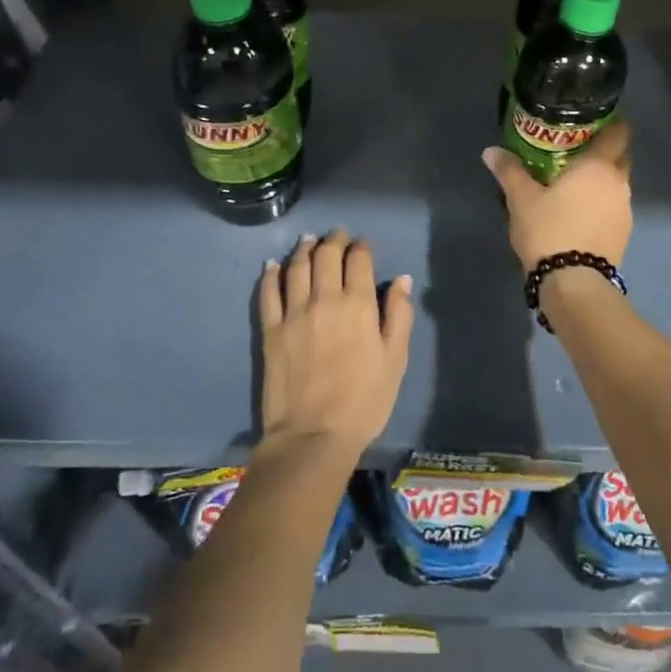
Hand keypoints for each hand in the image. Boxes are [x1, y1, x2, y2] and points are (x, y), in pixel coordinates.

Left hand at [257, 230, 412, 461]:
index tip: (363, 246)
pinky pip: (268, 292)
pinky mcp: (271, 330)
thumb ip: (399, 315)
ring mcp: (294, 312)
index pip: (359, 260)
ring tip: (309, 240)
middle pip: (327, 255)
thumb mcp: (395, 360)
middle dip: (334, 240)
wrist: (313, 435)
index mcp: (359, 304)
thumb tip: (402, 280)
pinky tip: (273, 265)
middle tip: (337, 235)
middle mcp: (325, 299)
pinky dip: (271, 274)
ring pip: (297, 267)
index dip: (362, 248)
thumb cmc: (364, 401)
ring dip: (304, 249)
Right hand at [482, 118, 632, 271]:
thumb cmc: (549, 230)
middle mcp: (619, 183)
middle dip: (604, 153)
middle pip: (620, 158)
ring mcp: (625, 210)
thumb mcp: (521, 199)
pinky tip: (579, 213)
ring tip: (574, 186)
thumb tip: (491, 151)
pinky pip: (614, 208)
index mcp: (600, 166)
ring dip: (601, 182)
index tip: (593, 122)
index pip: (619, 132)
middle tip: (576, 152)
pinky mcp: (623, 234)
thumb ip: (509, 171)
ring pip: (617, 185)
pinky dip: (601, 205)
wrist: (573, 283)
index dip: (611, 124)